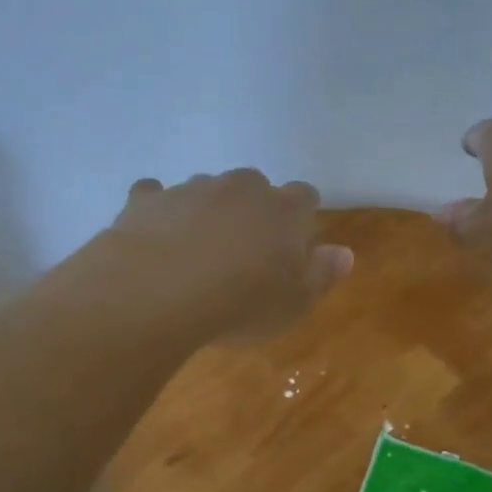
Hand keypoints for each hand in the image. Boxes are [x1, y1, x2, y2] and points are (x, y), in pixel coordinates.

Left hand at [111, 170, 352, 341]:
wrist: (158, 293)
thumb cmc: (240, 305)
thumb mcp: (294, 304)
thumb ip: (322, 275)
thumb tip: (344, 253)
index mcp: (283, 210)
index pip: (304, 197)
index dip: (300, 217)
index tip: (292, 244)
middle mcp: (240, 188)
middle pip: (254, 186)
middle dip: (252, 210)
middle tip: (244, 250)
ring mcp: (191, 189)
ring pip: (207, 189)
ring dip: (208, 211)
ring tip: (197, 251)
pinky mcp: (147, 199)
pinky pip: (156, 196)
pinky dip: (160, 211)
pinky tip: (154, 236)